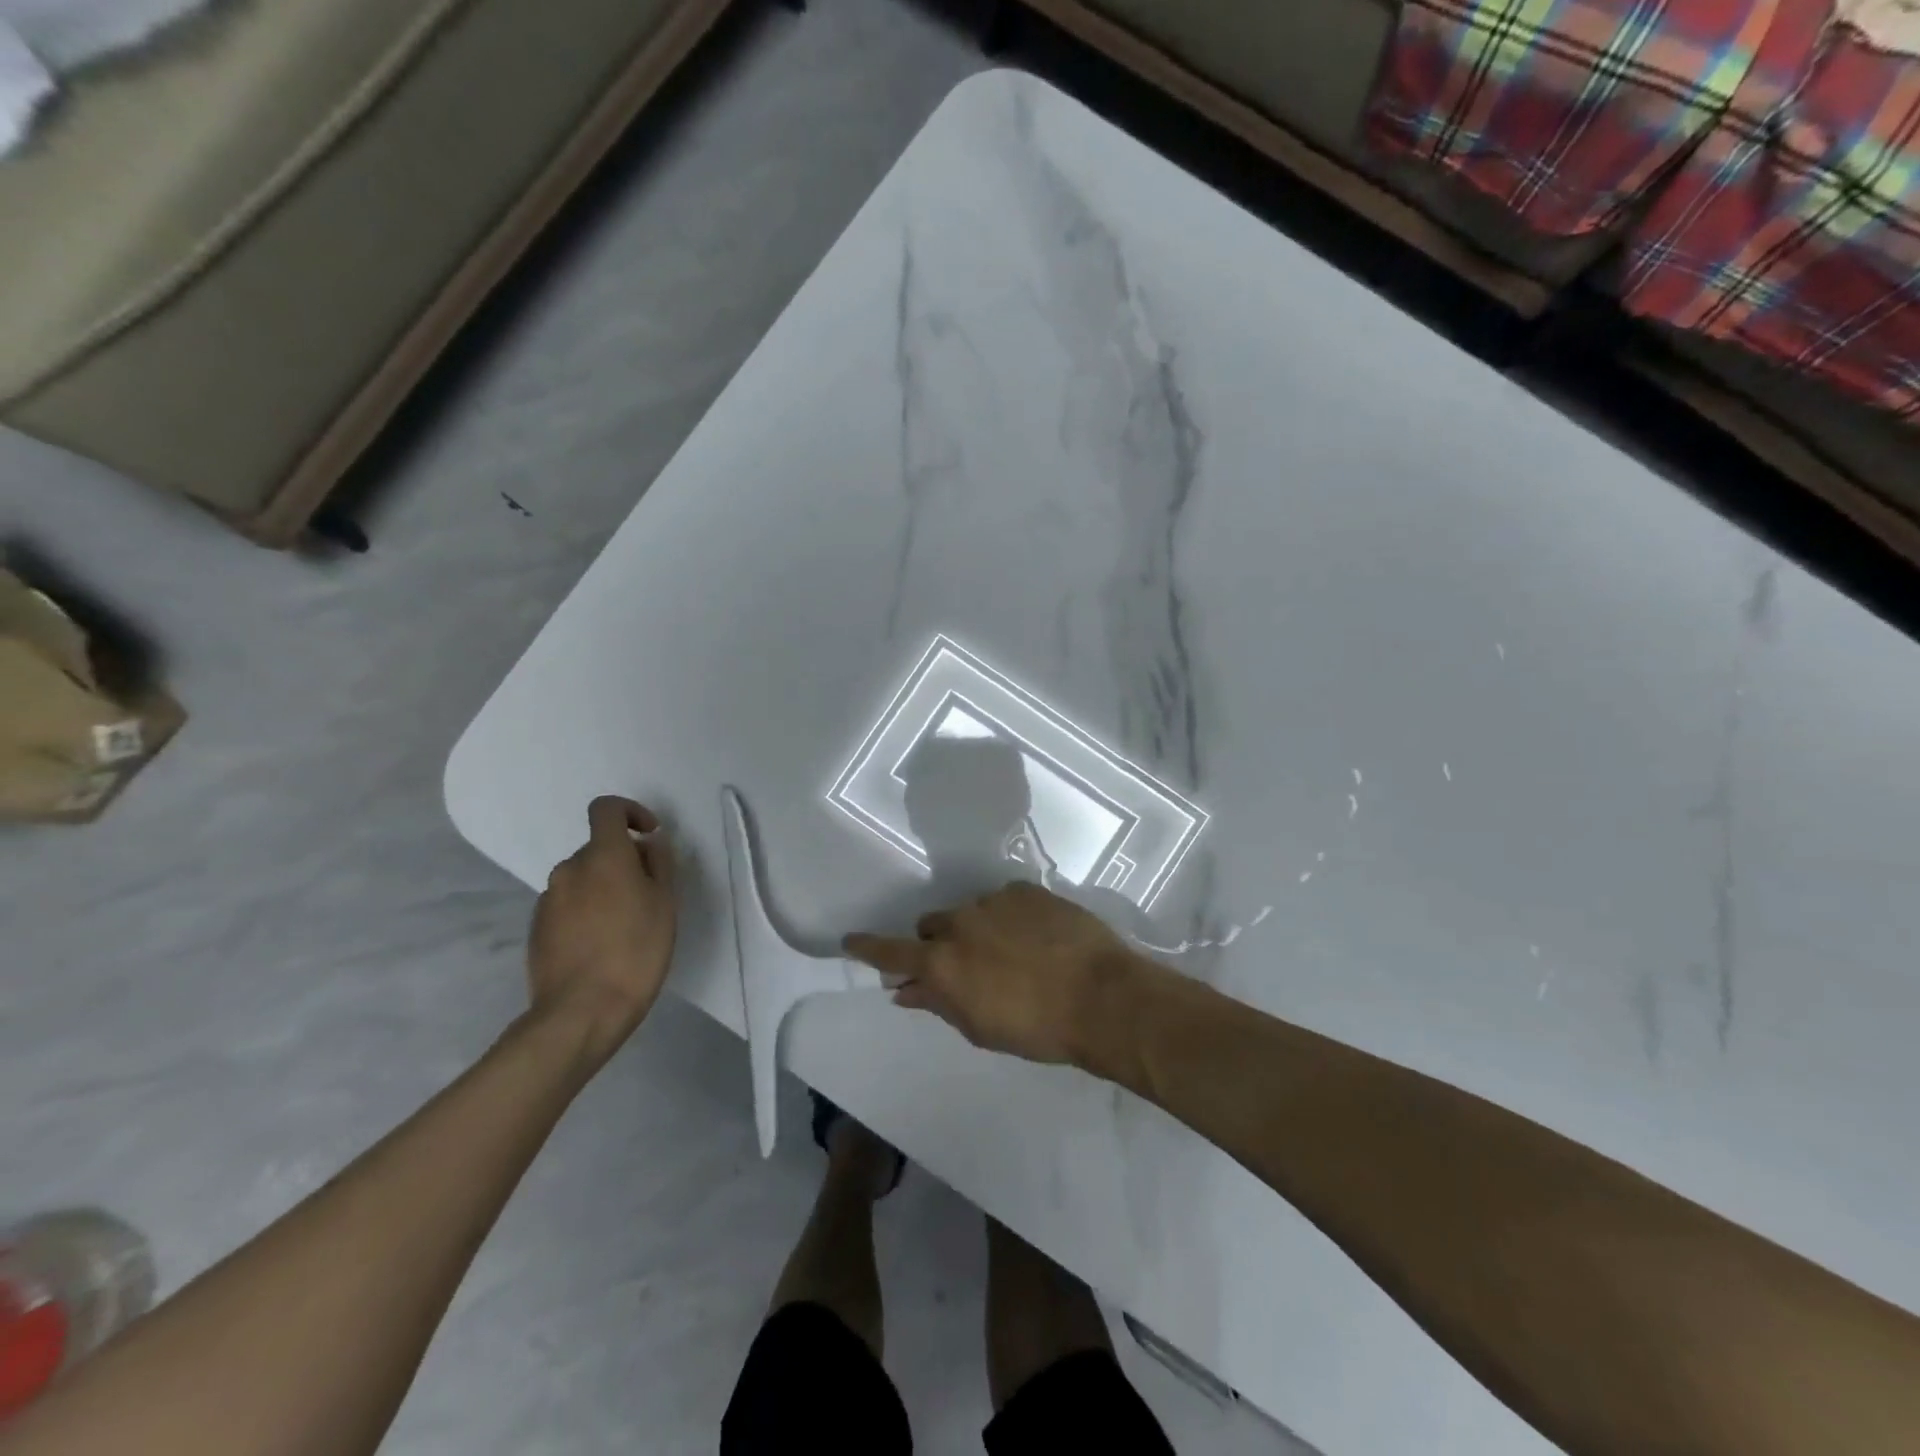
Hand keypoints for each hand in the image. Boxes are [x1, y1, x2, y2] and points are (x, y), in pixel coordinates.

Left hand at [528, 796, 677, 1066]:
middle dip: (623, 861)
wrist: (581, 1011)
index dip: (630, 812)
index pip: (606, 808)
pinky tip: (600, 945)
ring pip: (583, 879)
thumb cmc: (636, 951)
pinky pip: (568, 904)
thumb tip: (648, 843)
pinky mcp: (537, 928)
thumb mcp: (665, 903)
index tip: (649, 836)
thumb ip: (658, 864)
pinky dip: (586, 911)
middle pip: (598, 848)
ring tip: (625, 926)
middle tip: (648, 896)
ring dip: (604, 888)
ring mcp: (548, 899)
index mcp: (603, 856)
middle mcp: (569, 869)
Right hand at [844, 880, 1137, 1065]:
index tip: (851, 940)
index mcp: (943, 963)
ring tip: (1012, 952)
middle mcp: (960, 923)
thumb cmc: (1037, 1029)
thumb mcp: (980, 1028)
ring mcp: (994, 901)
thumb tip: (906, 989)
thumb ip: (939, 1003)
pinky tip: (1036, 937)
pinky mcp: (1025, 889)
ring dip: (978, 929)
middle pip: (932, 925)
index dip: (868, 947)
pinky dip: (1010, 917)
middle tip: (965, 965)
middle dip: (938, 942)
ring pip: (970, 911)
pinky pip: (1004, 900)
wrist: (1101, 996)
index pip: (891, 950)